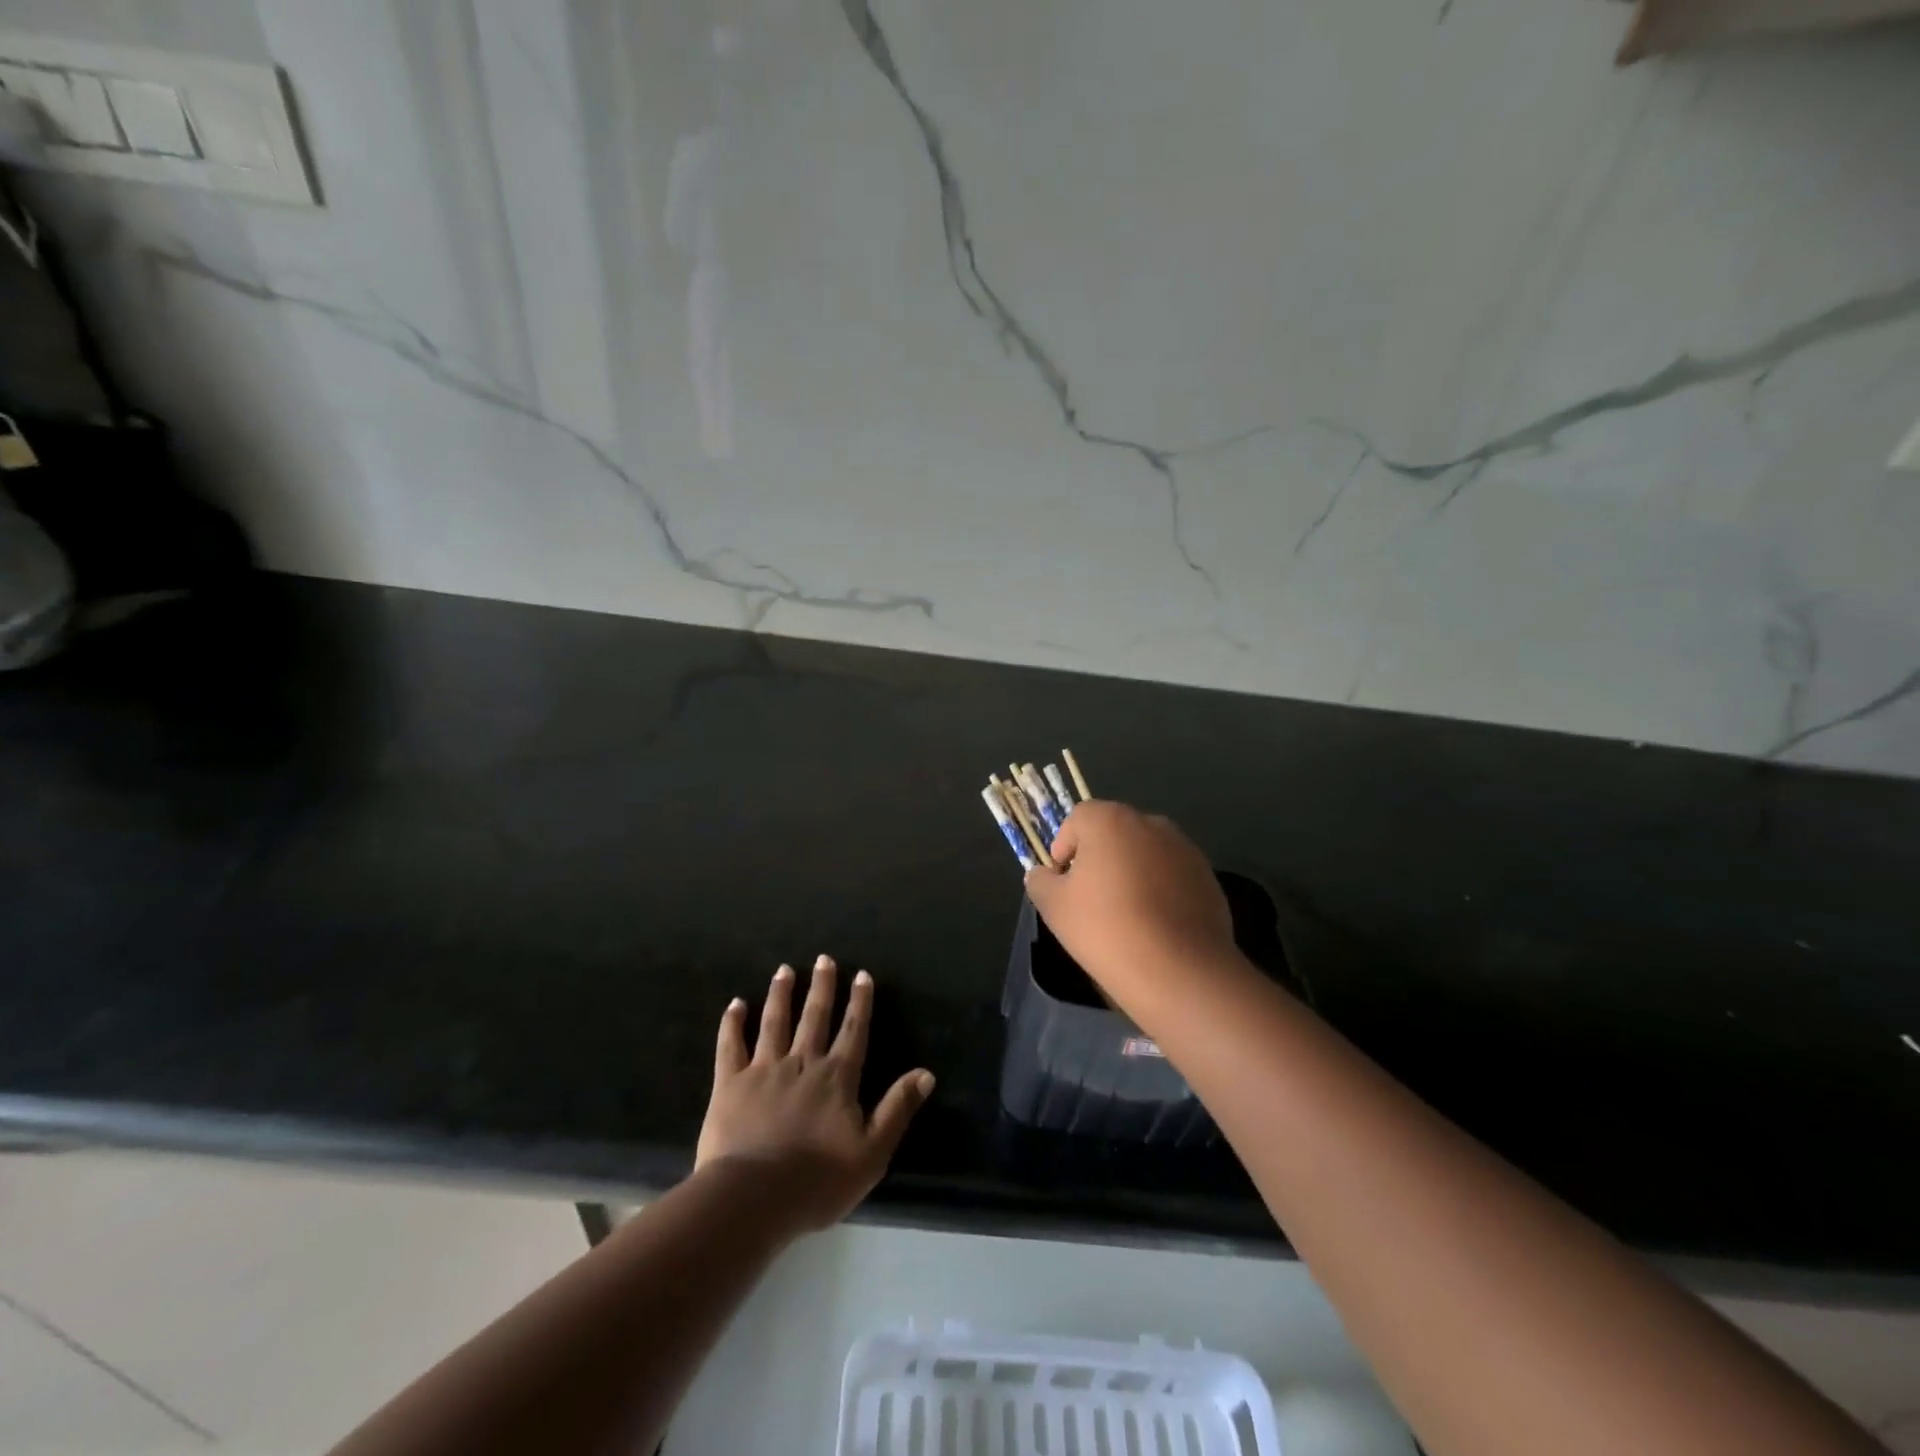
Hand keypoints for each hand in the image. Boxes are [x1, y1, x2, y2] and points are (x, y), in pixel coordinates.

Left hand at [695, 956, 934, 1231]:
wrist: (753, 1198)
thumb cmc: (817, 1181)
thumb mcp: (872, 1153)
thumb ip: (898, 1109)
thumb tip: (926, 1074)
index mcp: (837, 1077)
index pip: (853, 1030)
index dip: (860, 1002)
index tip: (861, 974)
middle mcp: (802, 1062)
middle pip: (815, 1016)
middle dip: (822, 986)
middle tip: (824, 958)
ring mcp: (764, 1069)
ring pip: (775, 1022)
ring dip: (782, 994)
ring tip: (785, 970)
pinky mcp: (730, 1083)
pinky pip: (730, 1045)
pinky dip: (733, 1023)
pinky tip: (736, 1004)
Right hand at [1024, 801, 1237, 1003]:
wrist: (1179, 971)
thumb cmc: (1106, 929)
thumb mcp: (1054, 907)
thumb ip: (1040, 881)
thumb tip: (1043, 874)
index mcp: (1111, 820)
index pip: (1078, 818)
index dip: (1064, 847)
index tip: (1063, 882)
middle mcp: (1151, 823)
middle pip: (1114, 832)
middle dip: (1100, 858)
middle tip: (1091, 898)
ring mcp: (1185, 849)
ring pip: (1145, 853)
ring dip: (1132, 872)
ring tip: (1126, 915)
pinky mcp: (1208, 877)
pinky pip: (1172, 875)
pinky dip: (1160, 890)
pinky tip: (1156, 926)